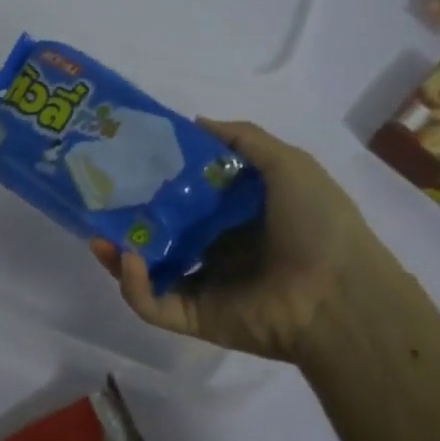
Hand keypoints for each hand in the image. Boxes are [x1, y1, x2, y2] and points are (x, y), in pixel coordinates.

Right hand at [90, 119, 392, 365]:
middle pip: (163, 233)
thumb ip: (243, 140)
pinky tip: (128, 259)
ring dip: (120, 255)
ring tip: (99, 233)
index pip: (189, 196)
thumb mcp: (287, 164)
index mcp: (239, 216)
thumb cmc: (317, 222)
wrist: (340, 293)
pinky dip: (134, 286)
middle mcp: (219, 248)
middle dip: (131, 219)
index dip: (160, 179)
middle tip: (102, 199)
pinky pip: (155, 305)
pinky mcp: (197, 318)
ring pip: (150, 272)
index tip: (130, 160)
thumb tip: (195, 122)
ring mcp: (206, 285)